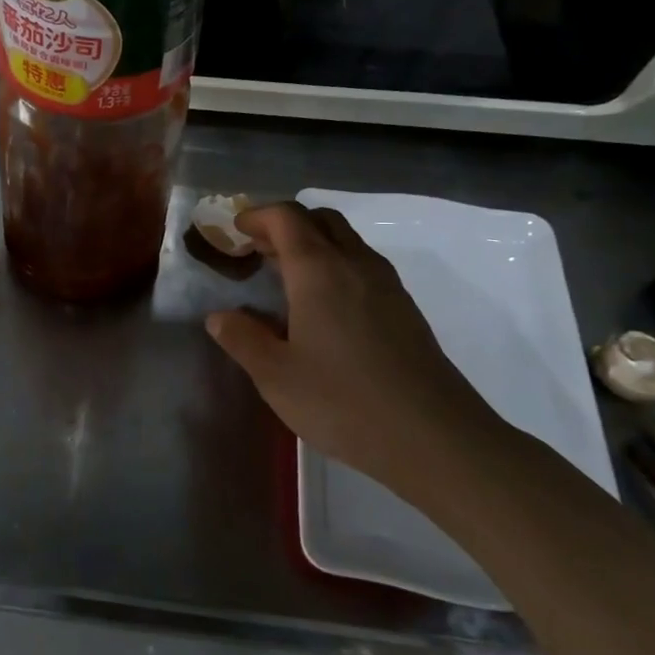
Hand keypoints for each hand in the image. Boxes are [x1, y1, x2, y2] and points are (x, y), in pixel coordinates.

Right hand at [204, 203, 504, 491]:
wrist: (435, 438)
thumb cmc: (343, 401)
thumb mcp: (275, 375)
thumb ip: (242, 338)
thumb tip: (219, 316)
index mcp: (319, 271)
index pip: (286, 217)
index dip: (258, 216)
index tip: (235, 232)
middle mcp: (355, 265)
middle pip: (321, 219)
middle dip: (286, 224)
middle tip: (259, 250)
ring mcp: (387, 286)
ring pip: (346, 241)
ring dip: (313, 244)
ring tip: (285, 279)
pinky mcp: (405, 310)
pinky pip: (362, 266)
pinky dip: (335, 267)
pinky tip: (323, 309)